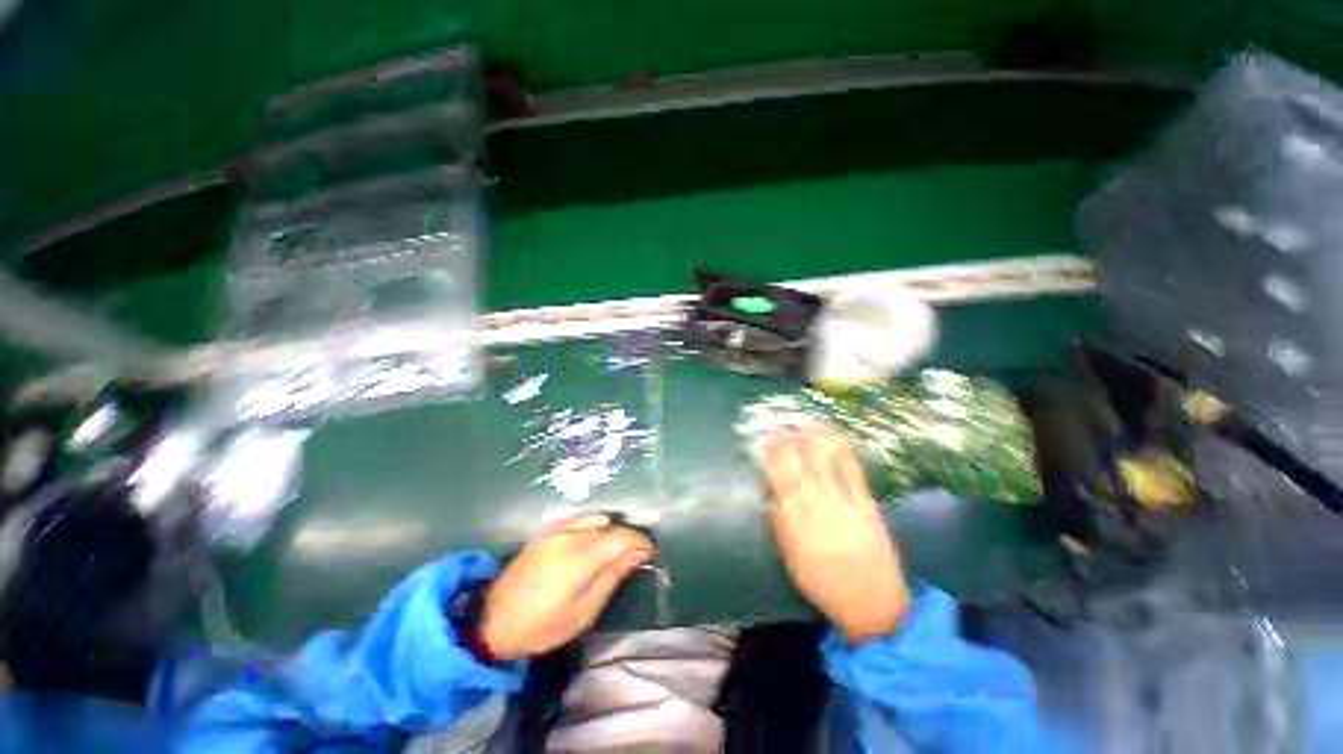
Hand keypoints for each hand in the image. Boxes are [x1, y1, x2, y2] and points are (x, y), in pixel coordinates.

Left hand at [482, 513, 654, 660]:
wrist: (491, 621)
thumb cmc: (541, 626)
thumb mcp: (582, 613)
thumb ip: (611, 577)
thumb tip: (637, 554)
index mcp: (579, 558)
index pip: (621, 537)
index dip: (640, 541)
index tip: (650, 552)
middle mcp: (569, 535)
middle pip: (610, 526)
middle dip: (627, 537)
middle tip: (634, 556)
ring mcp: (556, 530)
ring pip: (596, 520)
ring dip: (610, 532)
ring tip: (614, 552)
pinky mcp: (546, 532)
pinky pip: (579, 522)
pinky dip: (594, 529)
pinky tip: (592, 547)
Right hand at [764, 426, 912, 642]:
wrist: (872, 603)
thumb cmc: (824, 584)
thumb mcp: (791, 558)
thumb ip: (781, 524)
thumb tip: (774, 495)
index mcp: (795, 522)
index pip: (780, 479)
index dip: (773, 456)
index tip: (767, 439)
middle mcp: (817, 506)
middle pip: (800, 465)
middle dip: (789, 441)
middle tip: (782, 422)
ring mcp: (844, 503)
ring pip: (825, 463)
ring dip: (813, 439)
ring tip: (805, 421)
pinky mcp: (867, 504)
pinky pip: (853, 472)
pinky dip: (843, 452)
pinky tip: (837, 438)